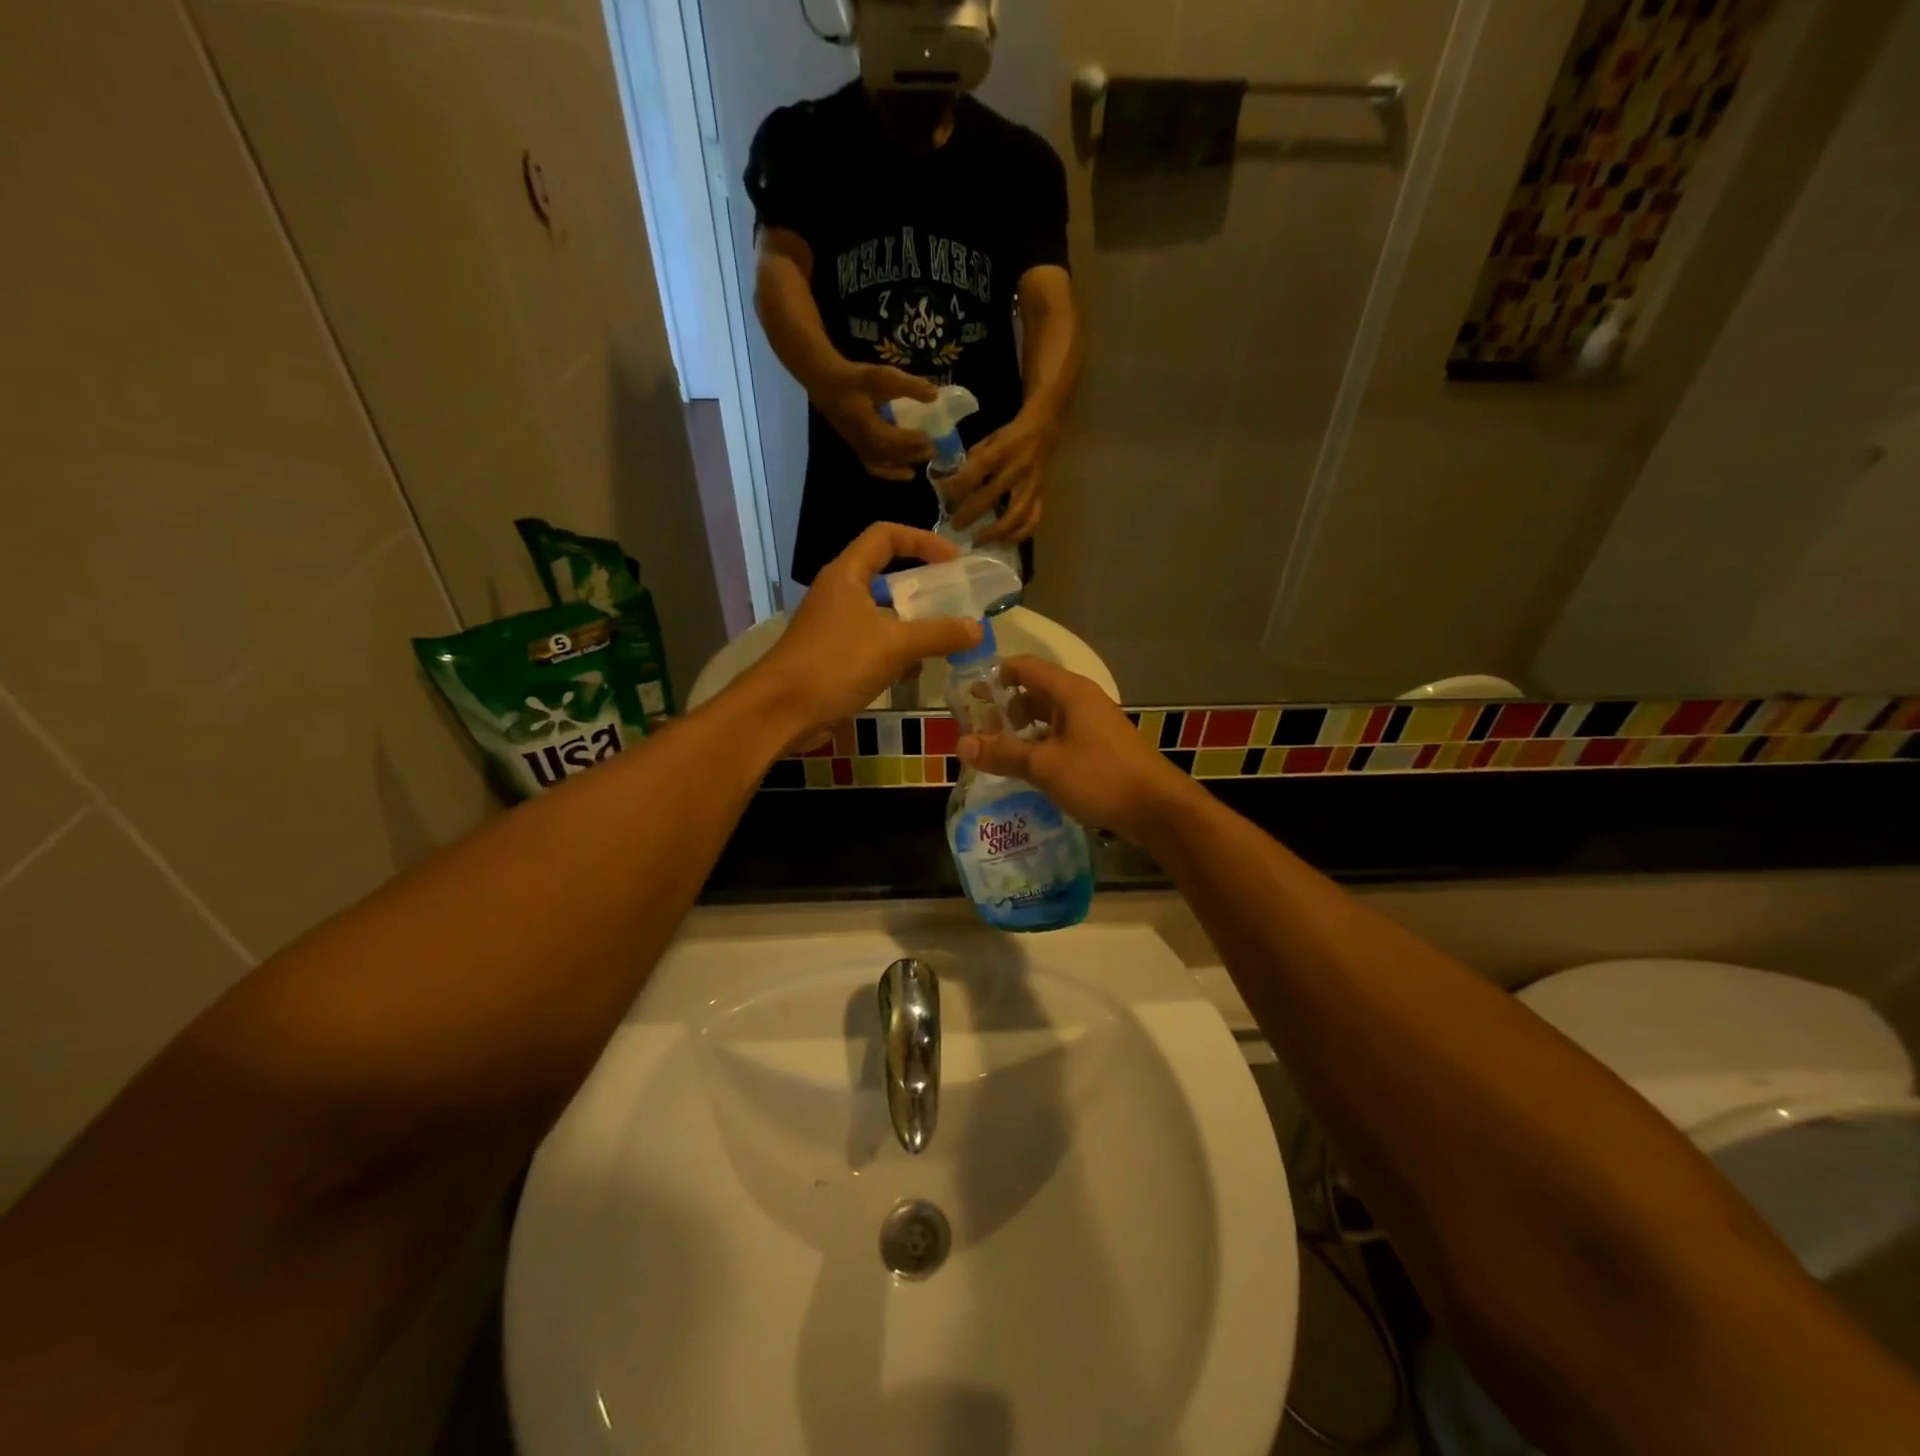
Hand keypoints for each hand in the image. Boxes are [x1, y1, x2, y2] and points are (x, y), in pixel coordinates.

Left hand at [749, 523, 980, 741]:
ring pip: (882, 613)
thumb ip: (938, 634)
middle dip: (923, 587)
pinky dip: (897, 651)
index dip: (922, 541)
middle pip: (886, 575)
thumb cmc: (835, 664)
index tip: (953, 561)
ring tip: (945, 638)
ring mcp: (834, 626)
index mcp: (847, 574)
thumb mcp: (894, 645)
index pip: (886, 536)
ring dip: (913, 623)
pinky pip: (874, 643)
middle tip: (956, 601)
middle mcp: (839, 593)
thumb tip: (977, 628)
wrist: (781, 710)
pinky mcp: (834, 656)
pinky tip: (917, 670)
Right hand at [813, 364, 938, 480]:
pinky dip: (892, 472)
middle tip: (936, 450)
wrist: (825, 383)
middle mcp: (864, 443)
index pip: (895, 440)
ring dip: (906, 463)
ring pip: (886, 465)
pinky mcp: (858, 449)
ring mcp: (859, 448)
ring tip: (924, 459)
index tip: (933, 438)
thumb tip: (935, 395)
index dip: (914, 441)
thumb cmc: (853, 378)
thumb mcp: (881, 376)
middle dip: (915, 453)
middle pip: (893, 455)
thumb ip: (908, 386)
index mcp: (868, 427)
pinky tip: (907, 471)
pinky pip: (877, 467)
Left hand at [942, 409, 1059, 543]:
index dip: (957, 485)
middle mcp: (1017, 470)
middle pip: (991, 497)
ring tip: (979, 541)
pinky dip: (1019, 535)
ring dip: (996, 532)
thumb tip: (952, 483)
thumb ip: (972, 461)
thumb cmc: (1010, 436)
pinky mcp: (1041, 497)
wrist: (1044, 430)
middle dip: (970, 514)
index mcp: (1001, 451)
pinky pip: (1033, 521)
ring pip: (1016, 515)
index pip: (975, 471)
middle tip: (955, 526)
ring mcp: (1031, 486)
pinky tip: (1004, 542)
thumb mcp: (988, 440)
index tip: (943, 495)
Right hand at [956, 656, 1196, 839]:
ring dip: (1021, 730)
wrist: (1156, 808)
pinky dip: (1039, 744)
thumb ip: (1002, 753)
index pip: (1022, 666)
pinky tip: (1025, 768)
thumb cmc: (1099, 777)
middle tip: (976, 730)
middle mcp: (1081, 699)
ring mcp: (1092, 723)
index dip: (993, 676)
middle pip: (1033, 691)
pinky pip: (1060, 735)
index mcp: (1069, 691)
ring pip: (1047, 716)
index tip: (966, 696)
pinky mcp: (1099, 746)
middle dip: (1003, 708)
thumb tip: (960, 745)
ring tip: (995, 752)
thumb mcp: (1044, 766)